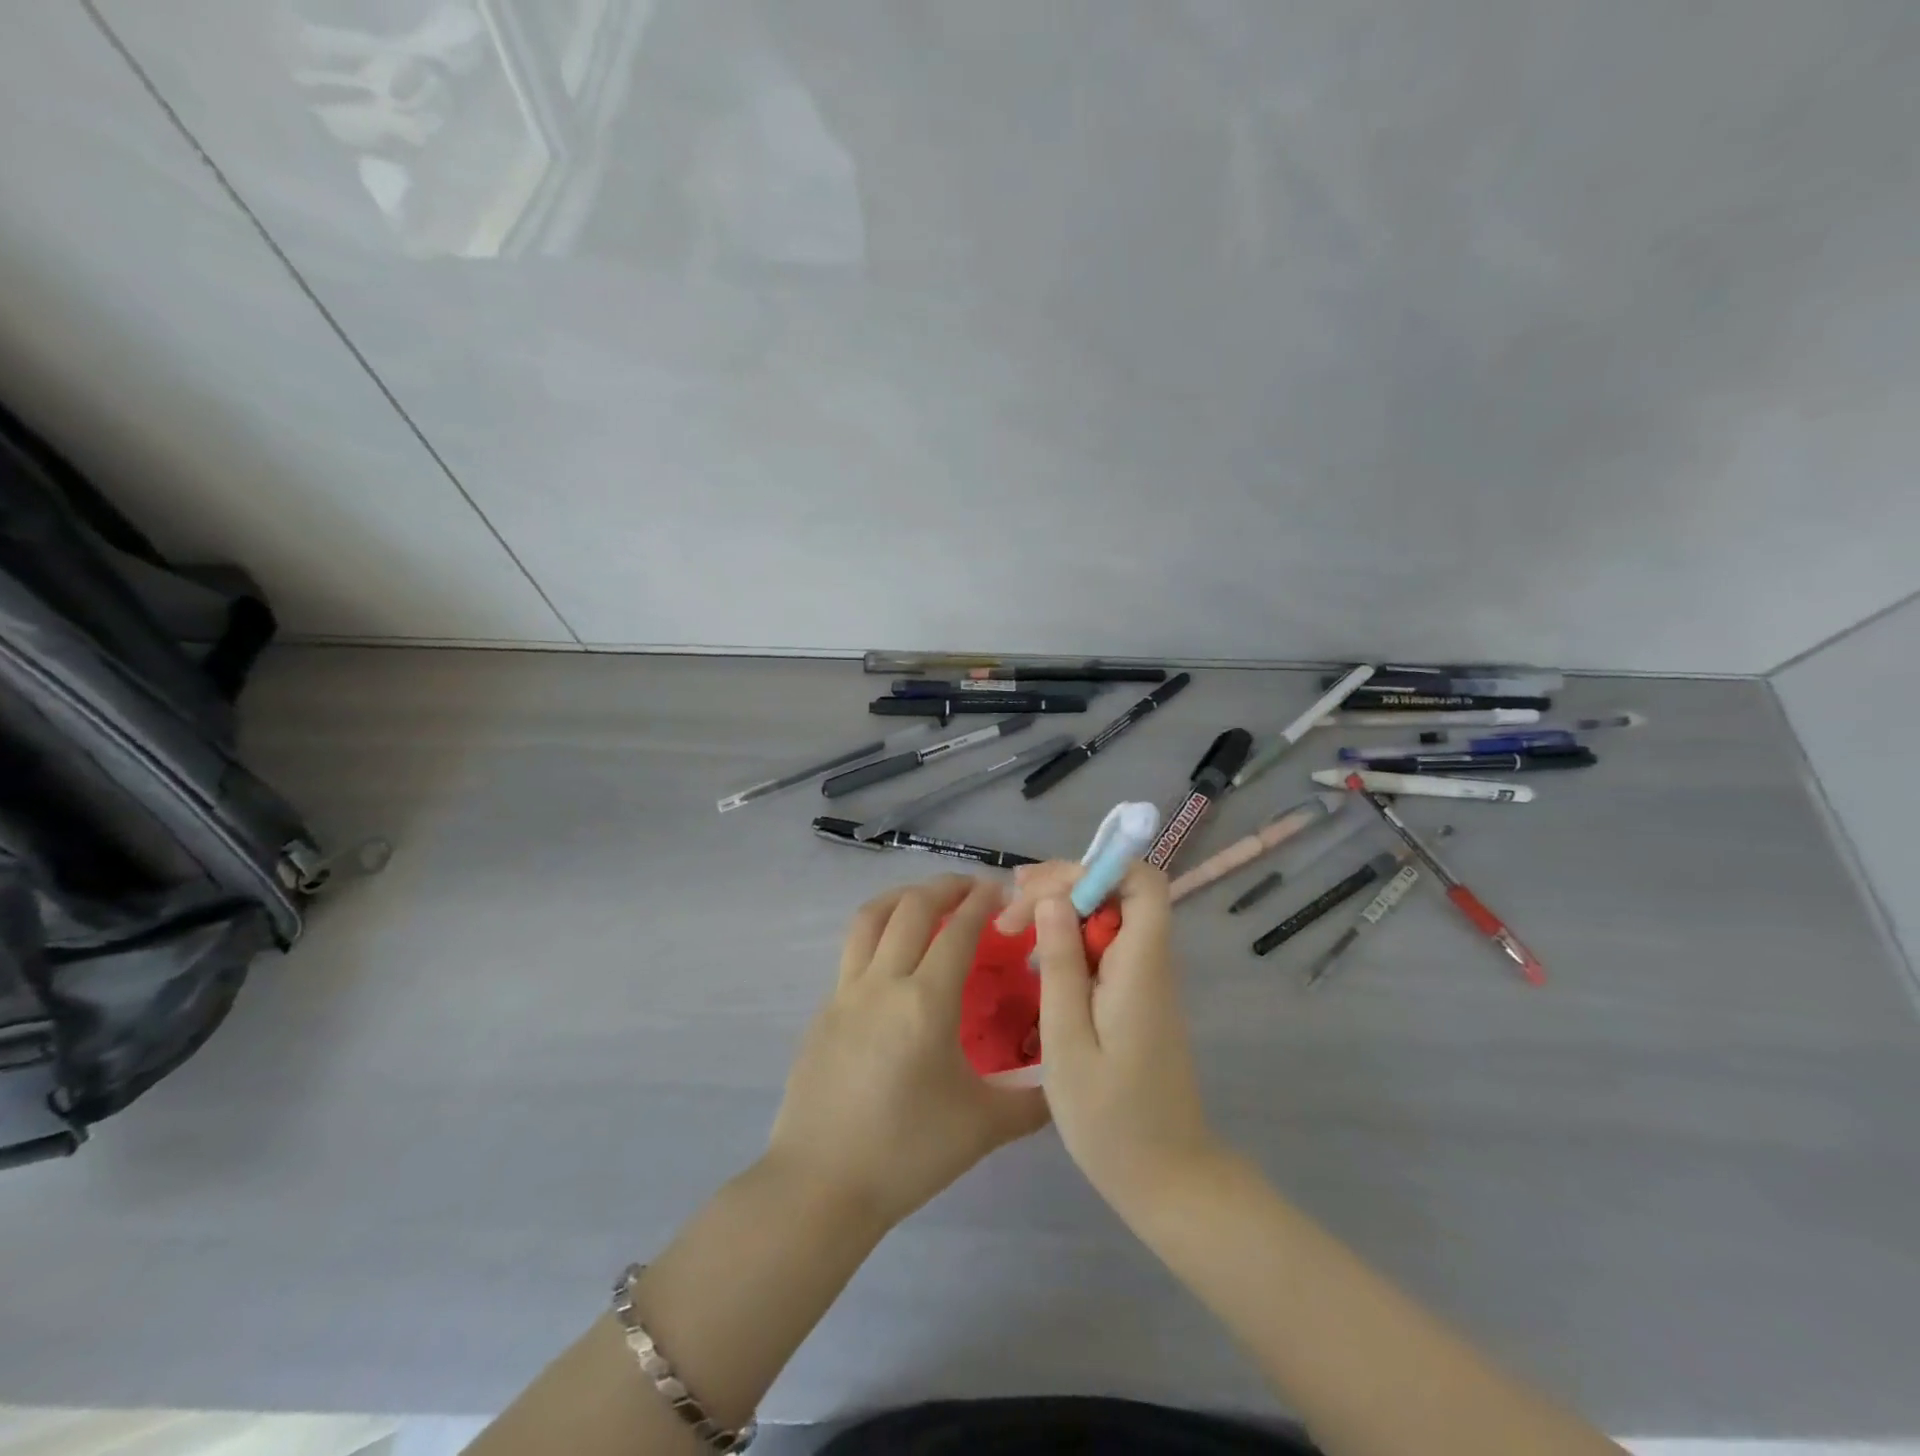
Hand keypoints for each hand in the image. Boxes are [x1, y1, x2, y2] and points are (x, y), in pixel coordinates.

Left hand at [767, 875, 1049, 1229]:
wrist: (821, 1185)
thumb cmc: (907, 1153)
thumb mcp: (983, 1128)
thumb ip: (1033, 1101)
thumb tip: (1063, 1077)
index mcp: (925, 1002)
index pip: (958, 931)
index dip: (982, 903)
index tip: (1001, 891)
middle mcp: (883, 983)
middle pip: (912, 908)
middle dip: (945, 886)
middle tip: (971, 887)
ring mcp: (845, 992)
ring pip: (870, 919)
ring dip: (902, 897)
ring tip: (926, 900)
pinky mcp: (824, 1009)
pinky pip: (853, 951)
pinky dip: (878, 932)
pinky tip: (893, 958)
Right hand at [1014, 861, 1223, 1212]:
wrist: (1168, 1179)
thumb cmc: (1111, 1120)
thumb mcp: (1068, 1042)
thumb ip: (1061, 966)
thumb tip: (1053, 899)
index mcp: (1142, 966)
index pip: (1142, 881)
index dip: (1094, 868)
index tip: (1041, 892)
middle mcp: (1151, 961)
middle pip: (1119, 891)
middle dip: (1063, 885)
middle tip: (1010, 909)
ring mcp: (1146, 979)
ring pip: (1110, 916)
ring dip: (1062, 910)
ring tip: (1011, 924)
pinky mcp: (1136, 996)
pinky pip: (1106, 946)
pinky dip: (1070, 939)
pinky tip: (1036, 957)